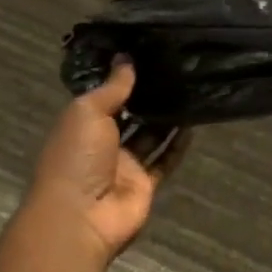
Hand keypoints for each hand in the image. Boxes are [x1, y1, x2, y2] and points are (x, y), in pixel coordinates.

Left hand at [26, 61, 186, 263]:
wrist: (81, 218)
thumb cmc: (77, 158)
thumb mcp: (88, 112)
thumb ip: (113, 86)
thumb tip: (126, 57)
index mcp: (82, 125)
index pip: (105, 96)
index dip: (123, 77)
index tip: (147, 54)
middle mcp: (102, 144)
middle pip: (130, 115)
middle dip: (148, 96)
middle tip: (176, 68)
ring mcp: (124, 165)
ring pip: (150, 135)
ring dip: (167, 117)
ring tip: (189, 90)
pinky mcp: (144, 183)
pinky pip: (165, 160)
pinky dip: (178, 145)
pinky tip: (194, 124)